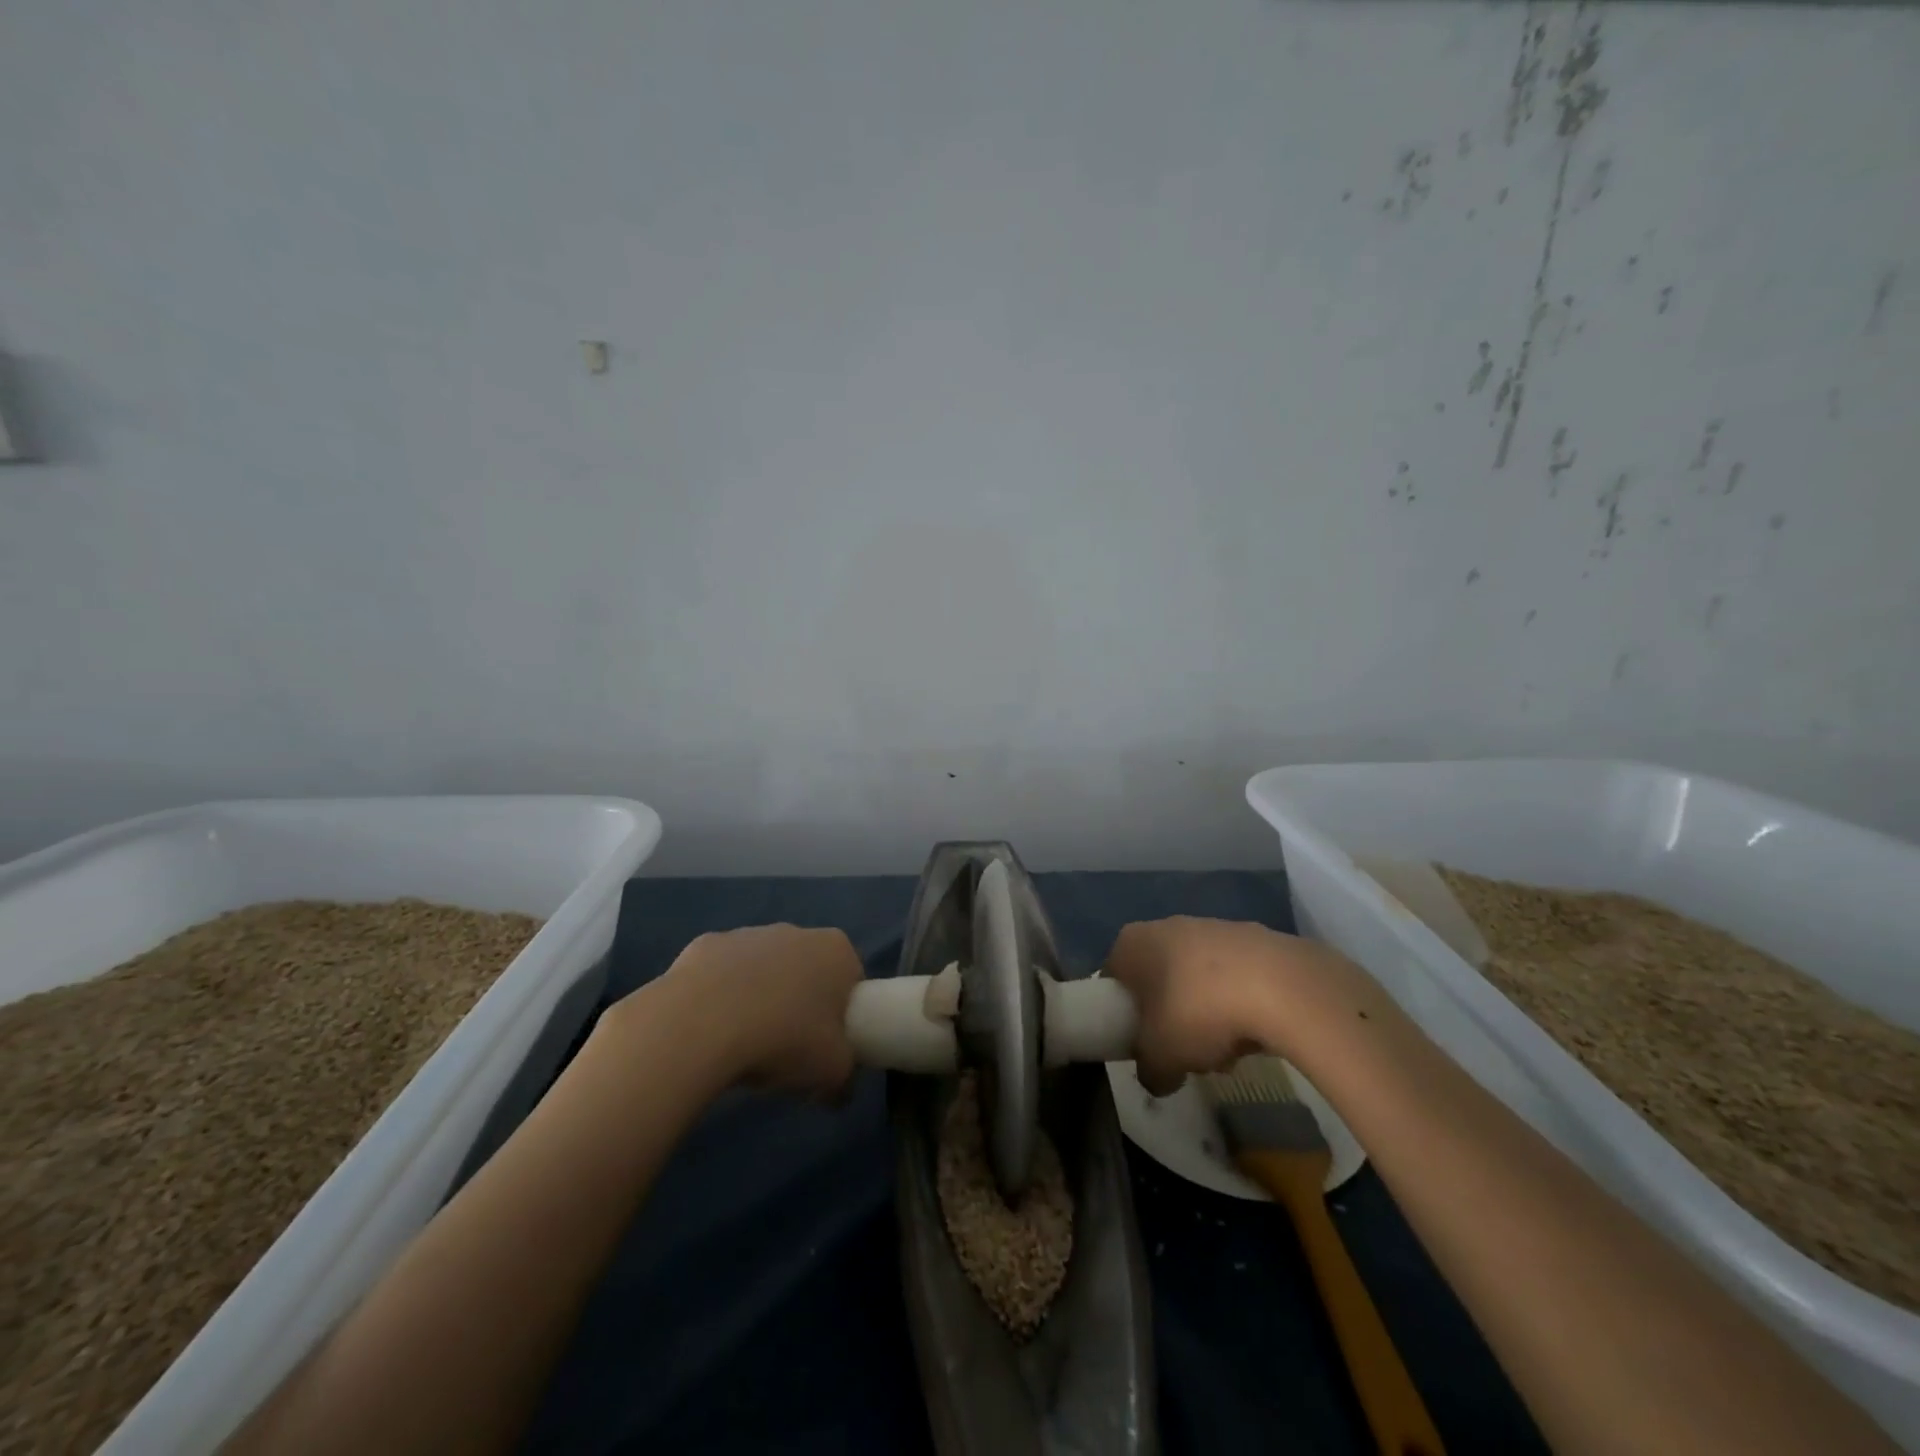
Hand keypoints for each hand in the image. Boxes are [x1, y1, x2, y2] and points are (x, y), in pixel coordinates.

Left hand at [653, 925, 864, 1097]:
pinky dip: (717, 997)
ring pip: (761, 970)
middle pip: (806, 970)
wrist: (701, 1025)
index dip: (842, 1014)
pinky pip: (720, 975)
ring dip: (758, 998)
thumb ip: (845, 1079)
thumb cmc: (784, 1039)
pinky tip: (708, 1031)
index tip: (827, 1046)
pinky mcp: (705, 945)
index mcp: (836, 950)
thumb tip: (839, 1091)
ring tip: (742, 1045)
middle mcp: (795, 931)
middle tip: (788, 1048)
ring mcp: (747, 934)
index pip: (851, 979)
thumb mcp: (832, 1072)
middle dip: (799, 1003)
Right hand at [1105, 917, 1328, 1094]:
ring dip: (1206, 1015)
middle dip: (1170, 1017)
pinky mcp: (1255, 938)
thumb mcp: (1160, 1058)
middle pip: (1158, 980)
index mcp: (1132, 942)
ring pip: (1198, 980)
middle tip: (1184, 1052)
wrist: (1281, 986)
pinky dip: (1239, 1003)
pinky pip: (1235, 978)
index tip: (1140, 1045)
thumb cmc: (1197, 1011)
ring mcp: (1213, 927)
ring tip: (1227, 1053)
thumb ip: (1148, 1071)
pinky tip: (1256, 1034)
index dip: (1123, 1016)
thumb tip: (1156, 1077)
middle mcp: (1167, 925)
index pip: (1114, 979)